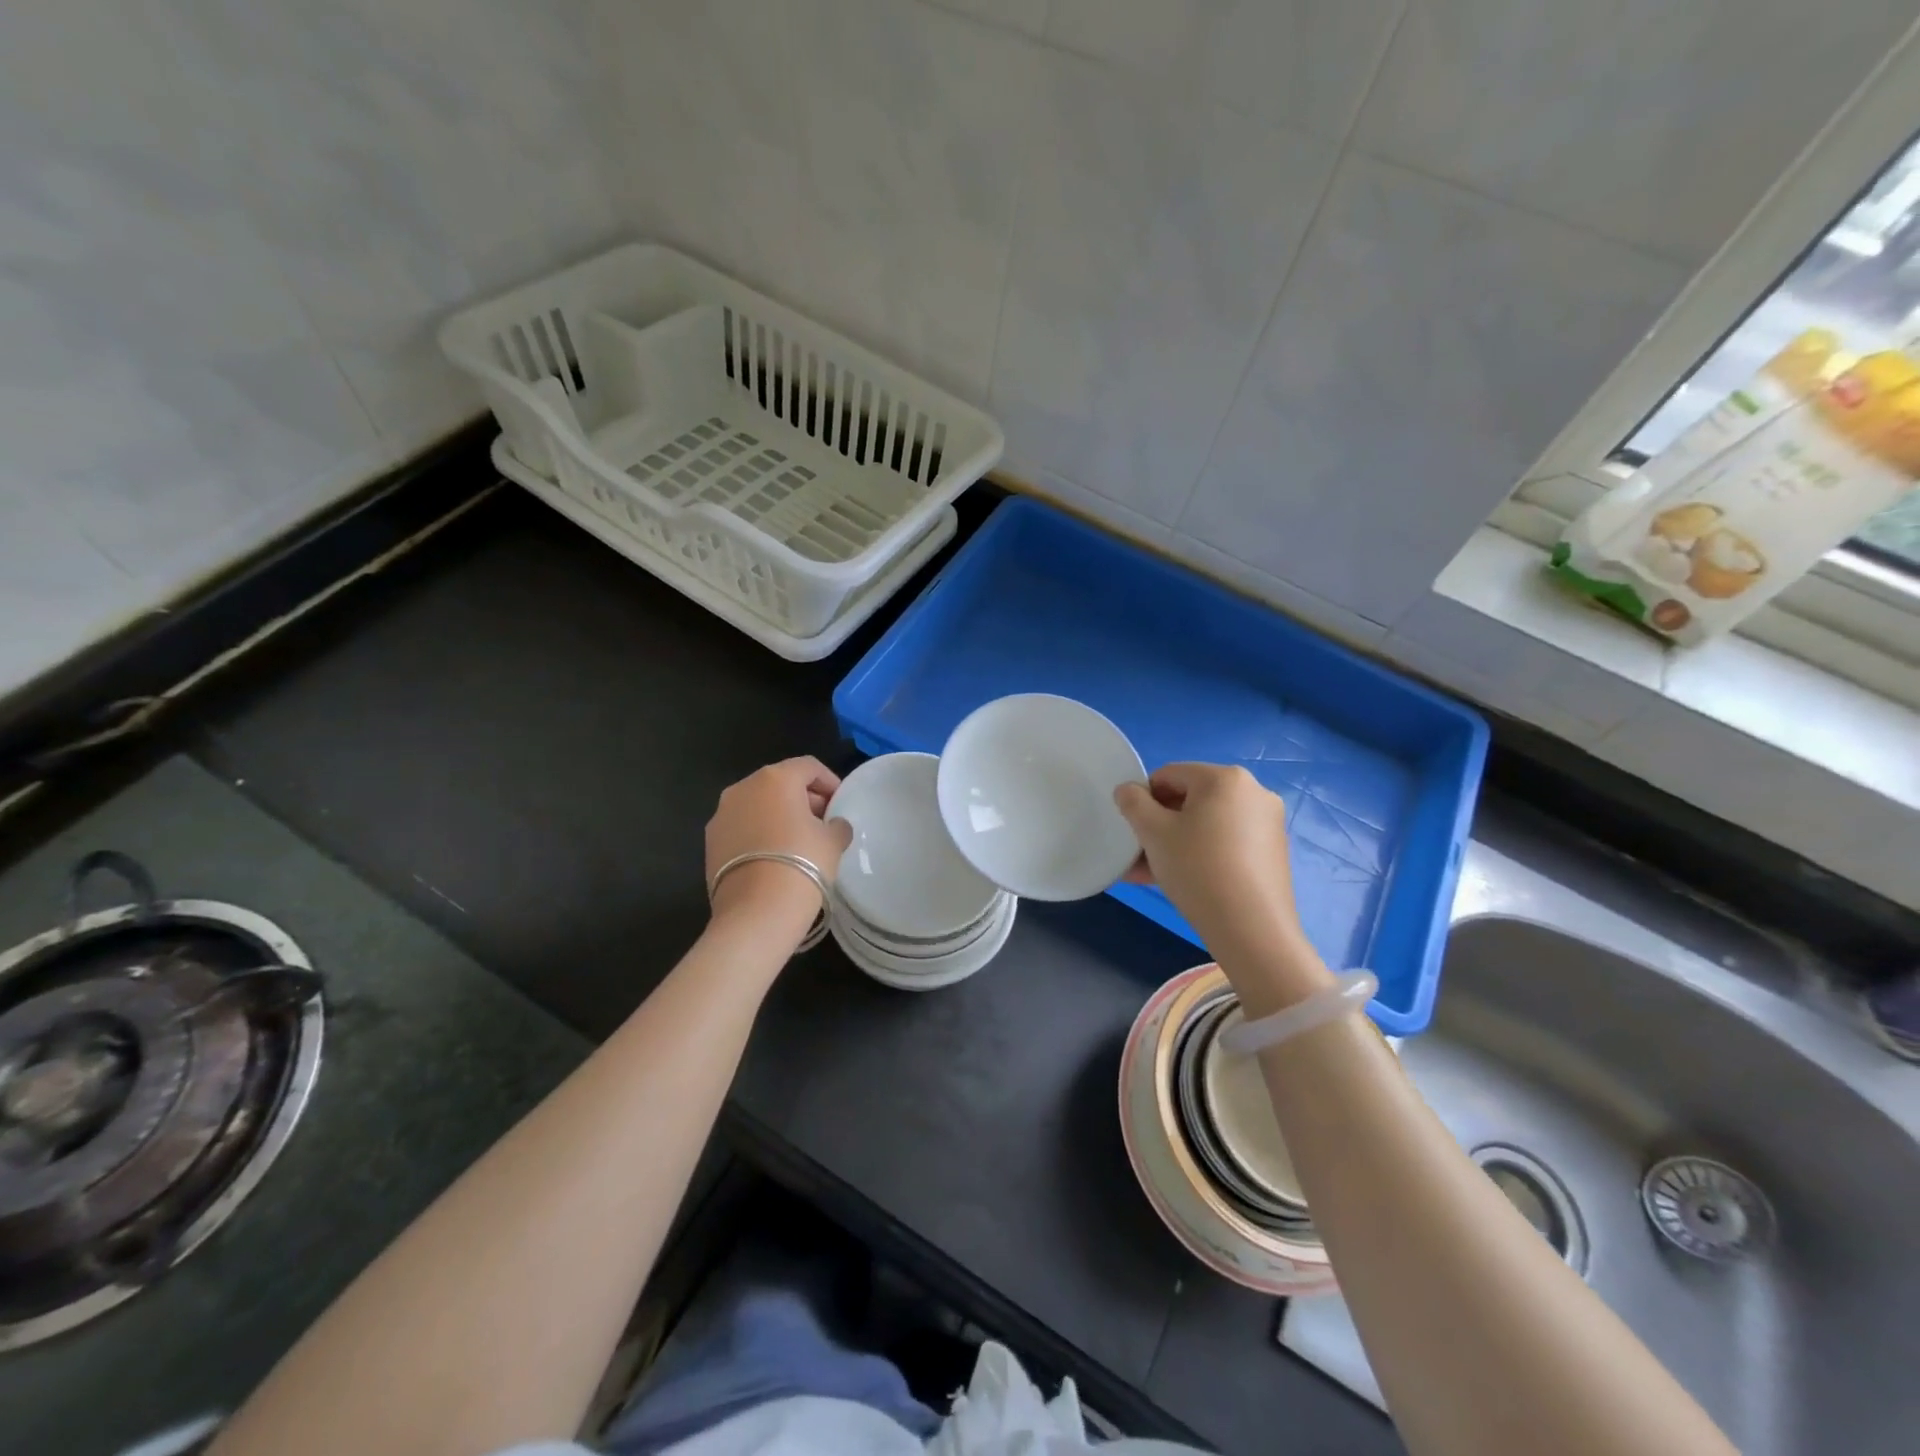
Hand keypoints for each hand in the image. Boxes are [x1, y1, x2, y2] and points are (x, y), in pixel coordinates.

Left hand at [705, 758, 851, 930]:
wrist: (756, 912)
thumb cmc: (803, 864)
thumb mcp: (833, 842)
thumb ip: (837, 825)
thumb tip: (833, 825)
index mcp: (776, 778)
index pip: (808, 767)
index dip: (829, 781)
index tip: (840, 802)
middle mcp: (743, 788)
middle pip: (780, 783)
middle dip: (803, 798)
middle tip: (822, 822)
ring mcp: (721, 814)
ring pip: (757, 804)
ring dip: (778, 815)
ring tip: (798, 842)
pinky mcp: (710, 842)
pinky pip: (742, 827)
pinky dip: (759, 833)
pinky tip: (774, 857)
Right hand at [1115, 764, 1323, 991]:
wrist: (1252, 928)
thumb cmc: (1197, 869)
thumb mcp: (1153, 832)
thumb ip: (1132, 803)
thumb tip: (1128, 791)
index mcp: (1224, 777)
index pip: (1169, 775)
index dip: (1144, 800)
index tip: (1134, 831)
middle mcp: (1253, 791)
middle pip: (1190, 799)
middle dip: (1160, 825)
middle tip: (1140, 856)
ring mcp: (1268, 822)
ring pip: (1207, 824)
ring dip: (1176, 843)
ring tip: (1151, 875)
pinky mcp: (1274, 851)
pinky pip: (1227, 842)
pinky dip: (1203, 854)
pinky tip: (1182, 882)